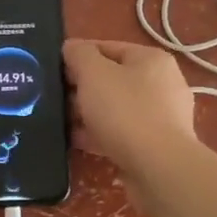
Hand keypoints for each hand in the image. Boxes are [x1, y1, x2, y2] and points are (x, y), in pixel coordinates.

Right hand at [63, 39, 196, 179]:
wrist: (158, 169)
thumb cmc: (125, 111)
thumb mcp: (93, 73)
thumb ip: (79, 55)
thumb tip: (71, 48)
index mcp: (151, 59)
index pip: (107, 47)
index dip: (78, 56)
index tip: (54, 71)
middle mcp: (162, 84)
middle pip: (112, 79)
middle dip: (82, 88)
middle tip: (56, 98)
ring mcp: (162, 117)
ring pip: (116, 108)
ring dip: (89, 113)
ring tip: (61, 122)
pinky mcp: (157, 145)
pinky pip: (122, 133)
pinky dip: (100, 134)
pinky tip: (77, 141)